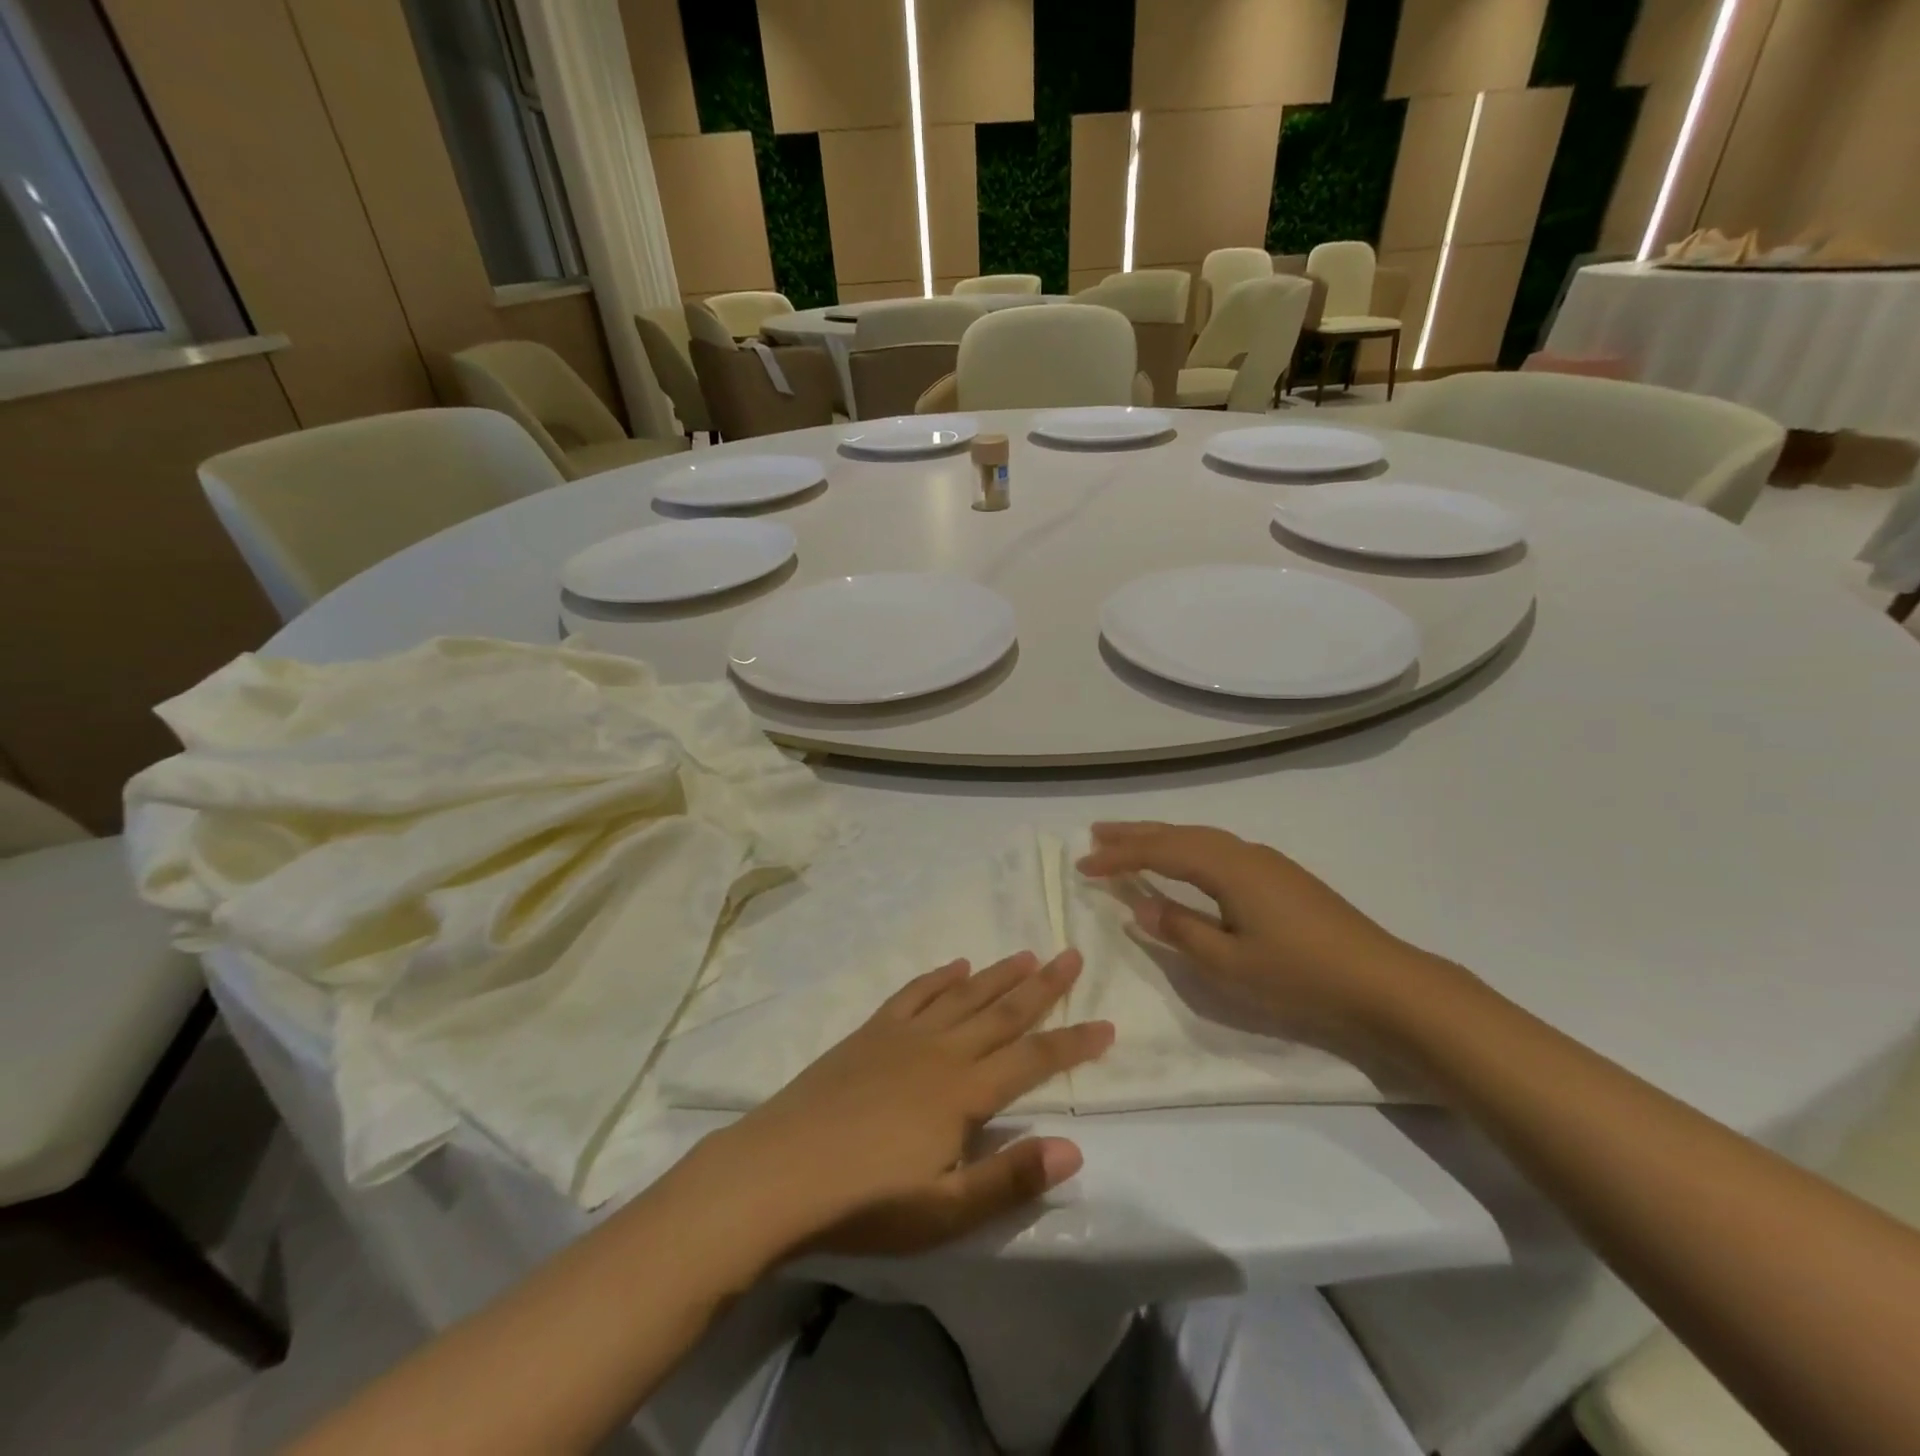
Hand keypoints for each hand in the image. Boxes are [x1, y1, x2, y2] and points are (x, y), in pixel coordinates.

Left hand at [706, 950, 1112, 1257]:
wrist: (778, 1170)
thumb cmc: (865, 1201)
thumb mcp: (944, 1210)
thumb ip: (1010, 1177)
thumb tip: (1073, 1147)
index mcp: (964, 1092)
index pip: (1033, 1059)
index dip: (1073, 1043)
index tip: (1107, 1023)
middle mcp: (941, 1050)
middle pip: (1003, 1011)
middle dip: (1043, 986)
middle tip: (1072, 955)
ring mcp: (903, 1036)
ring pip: (964, 994)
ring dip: (998, 974)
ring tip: (1027, 953)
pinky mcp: (870, 1032)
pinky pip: (914, 993)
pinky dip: (938, 977)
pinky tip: (954, 966)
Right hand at [1076, 821, 1439, 1040]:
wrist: (1385, 984)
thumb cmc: (1302, 976)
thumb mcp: (1230, 963)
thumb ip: (1180, 929)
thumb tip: (1141, 904)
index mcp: (1227, 868)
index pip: (1159, 852)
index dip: (1118, 858)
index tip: (1082, 865)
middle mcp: (1244, 853)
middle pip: (1178, 834)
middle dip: (1134, 834)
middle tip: (1095, 833)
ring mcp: (1267, 862)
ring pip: (1201, 838)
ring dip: (1161, 837)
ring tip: (1130, 841)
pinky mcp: (1281, 876)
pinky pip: (1219, 849)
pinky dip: (1187, 849)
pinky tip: (1185, 861)